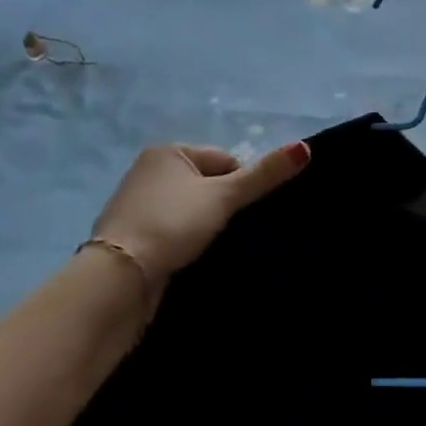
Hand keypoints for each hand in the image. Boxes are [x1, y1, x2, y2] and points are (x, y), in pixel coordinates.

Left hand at [93, 142, 309, 281]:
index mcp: (168, 151)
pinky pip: (173, 230)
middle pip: (208, 184)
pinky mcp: (133, 236)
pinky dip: (185, 241)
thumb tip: (306, 147)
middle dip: (222, 206)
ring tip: (210, 247)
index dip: (239, 186)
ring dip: (204, 225)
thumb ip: (265, 174)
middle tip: (228, 231)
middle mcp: (149, 171)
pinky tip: (189, 257)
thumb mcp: (224, 196)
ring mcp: (137, 204)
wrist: (119, 278)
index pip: (225, 160)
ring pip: (191, 209)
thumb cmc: (173, 224)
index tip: (237, 213)